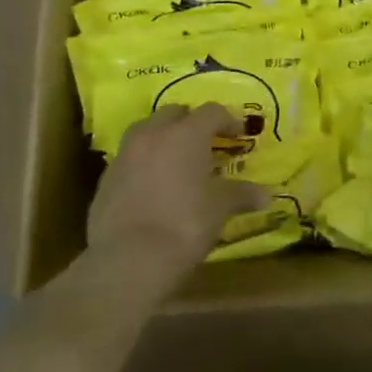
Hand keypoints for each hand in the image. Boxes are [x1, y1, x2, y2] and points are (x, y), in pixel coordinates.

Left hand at [87, 104, 266, 278]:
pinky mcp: (105, 178)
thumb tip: (266, 195)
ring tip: (175, 160)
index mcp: (187, 134)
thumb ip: (241, 195)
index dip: (227, 120)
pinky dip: (142, 163)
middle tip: (204, 143)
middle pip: (174, 113)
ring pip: (146, 131)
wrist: (128, 260)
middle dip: (190, 122)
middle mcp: (154, 134)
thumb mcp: (220, 209)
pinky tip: (151, 186)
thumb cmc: (184, 225)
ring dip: (162, 138)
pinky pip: (129, 158)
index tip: (237, 135)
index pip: (212, 111)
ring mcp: (125, 154)